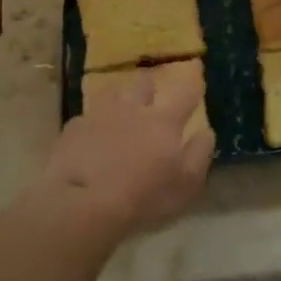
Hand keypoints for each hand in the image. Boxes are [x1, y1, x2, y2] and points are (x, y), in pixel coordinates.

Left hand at [41, 69, 212, 235]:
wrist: (83, 202)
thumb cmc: (144, 197)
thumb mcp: (185, 185)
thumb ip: (199, 154)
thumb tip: (206, 131)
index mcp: (164, 121)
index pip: (185, 93)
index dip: (193, 84)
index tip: (196, 78)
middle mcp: (133, 108)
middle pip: (145, 82)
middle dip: (151, 84)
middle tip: (153, 92)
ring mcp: (100, 114)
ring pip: (114, 93)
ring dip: (120, 99)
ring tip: (120, 112)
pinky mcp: (74, 127)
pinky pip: (87, 117)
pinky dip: (93, 124)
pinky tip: (90, 137)